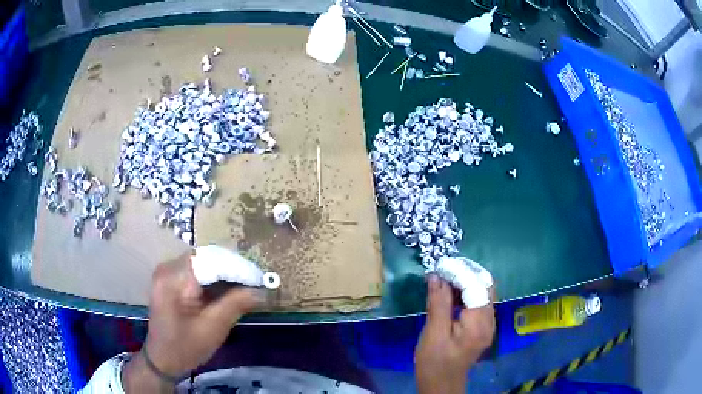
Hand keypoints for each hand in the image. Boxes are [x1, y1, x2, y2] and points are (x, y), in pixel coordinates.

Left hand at [122, 253, 261, 392]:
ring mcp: (168, 272)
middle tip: (256, 282)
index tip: (261, 279)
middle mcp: (168, 268)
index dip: (238, 268)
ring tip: (247, 285)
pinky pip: (197, 271)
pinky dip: (214, 279)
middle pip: (207, 258)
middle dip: (232, 269)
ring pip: (203, 263)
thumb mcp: (213, 328)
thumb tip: (261, 290)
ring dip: (225, 273)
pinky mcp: (171, 280)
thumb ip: (236, 305)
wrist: (162, 359)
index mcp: (174, 278)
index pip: (211, 261)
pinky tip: (228, 289)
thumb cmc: (185, 347)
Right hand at [415, 275, 495, 393]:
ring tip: (445, 277)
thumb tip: (436, 276)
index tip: (441, 264)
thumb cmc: (435, 362)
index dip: (460, 272)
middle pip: (485, 287)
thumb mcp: (434, 333)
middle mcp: (490, 321)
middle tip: (443, 269)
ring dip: (465, 282)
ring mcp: (488, 325)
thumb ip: (438, 303)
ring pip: (482, 293)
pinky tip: (450, 294)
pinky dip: (466, 294)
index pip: (476, 287)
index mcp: (480, 323)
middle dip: (466, 274)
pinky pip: (478, 303)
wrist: (441, 385)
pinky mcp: (482, 328)